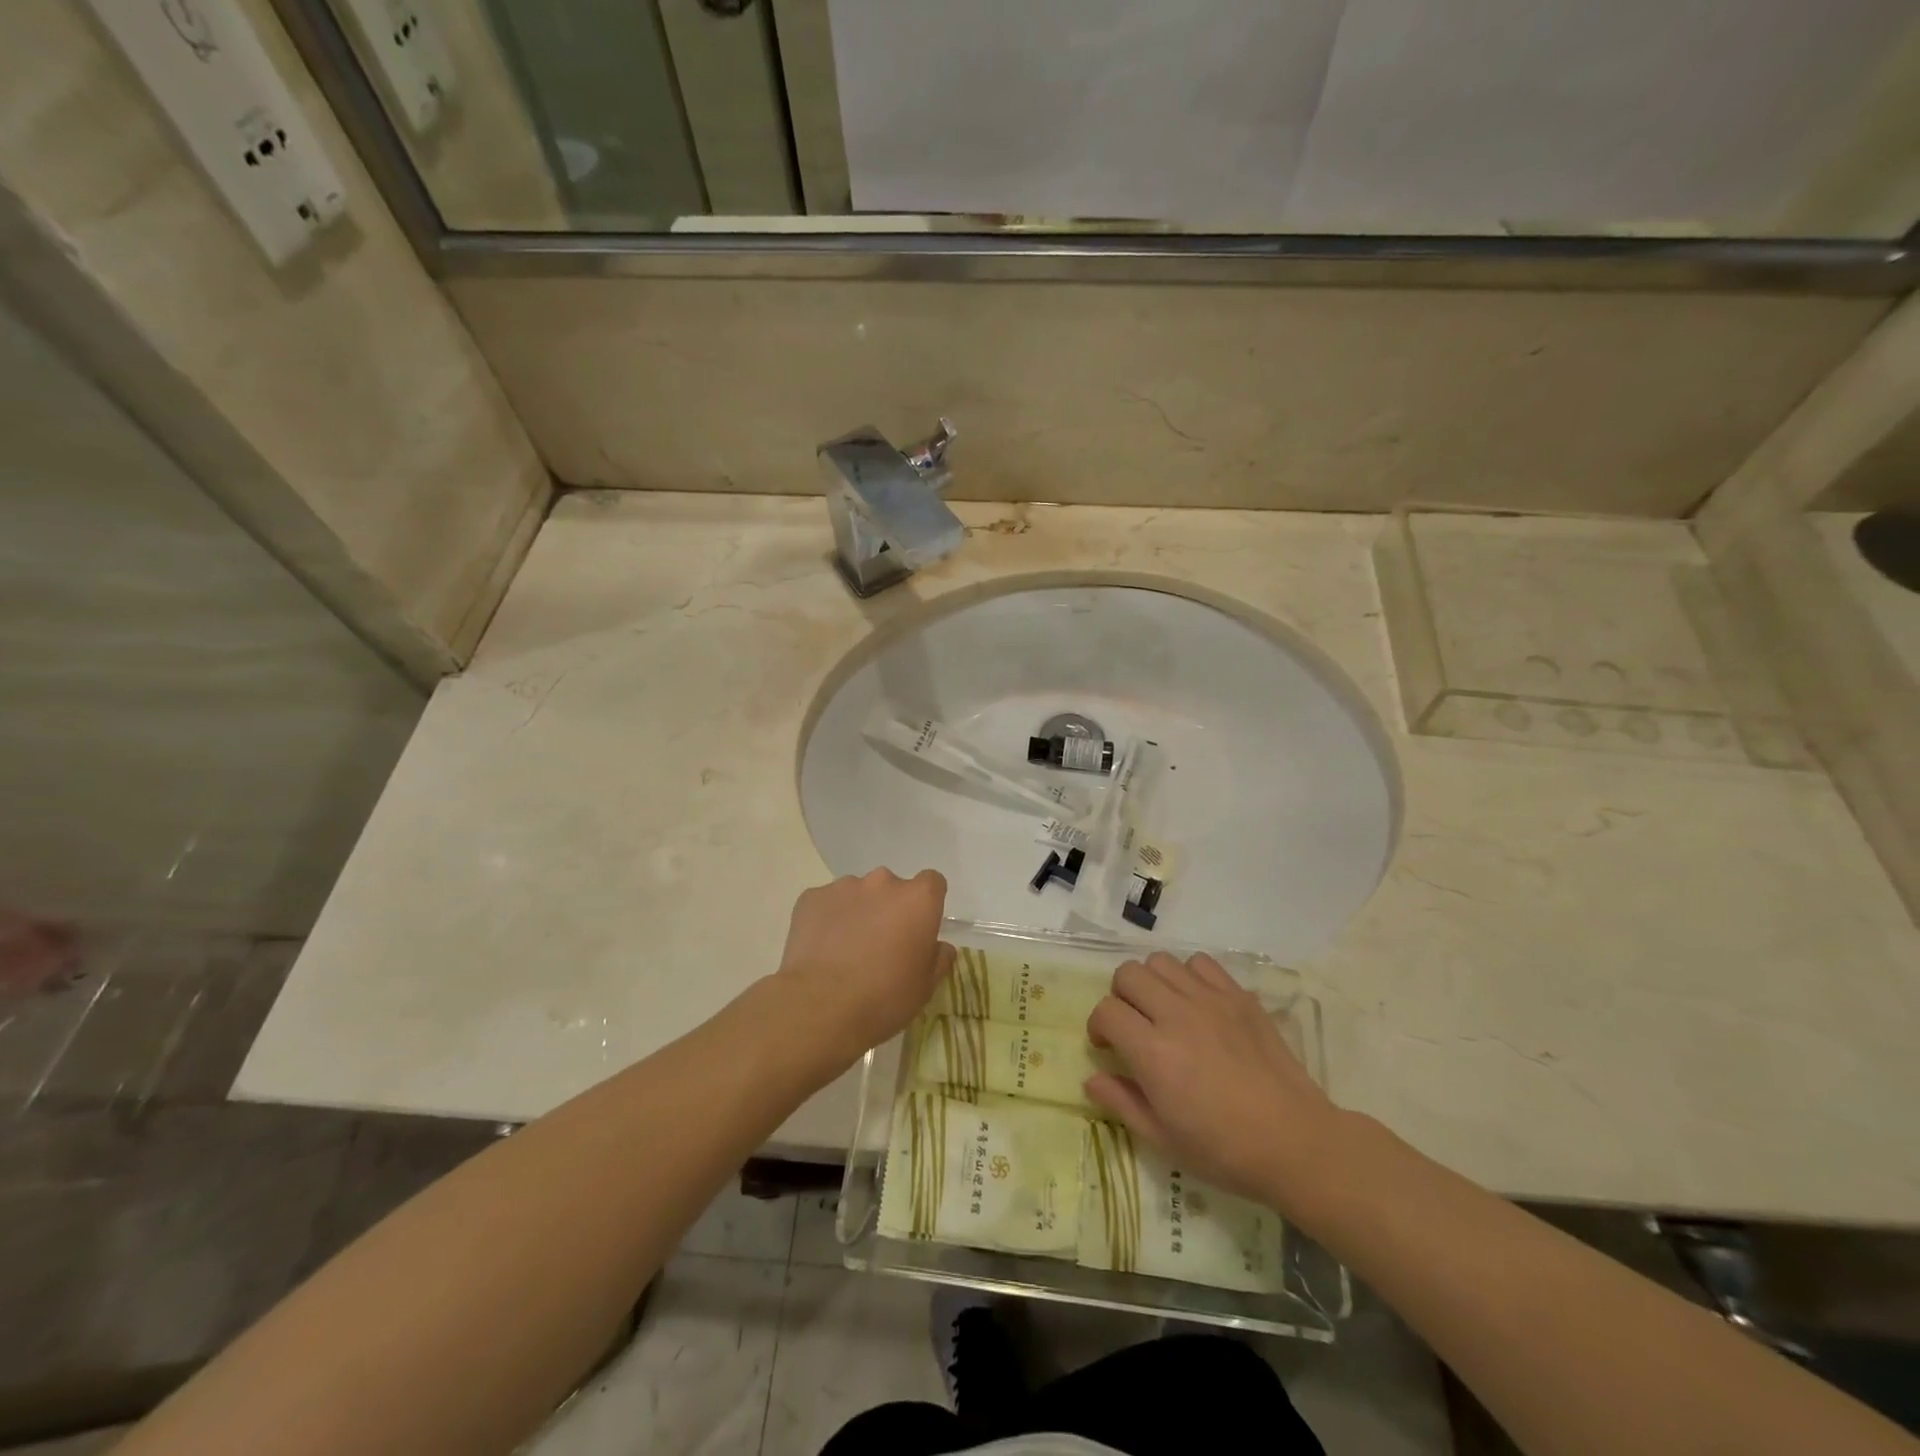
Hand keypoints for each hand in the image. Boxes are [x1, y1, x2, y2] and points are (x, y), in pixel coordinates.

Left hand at [774, 869, 953, 1066]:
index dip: (926, 905)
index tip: (918, 929)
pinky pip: (826, 904)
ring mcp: (844, 886)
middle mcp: (883, 882)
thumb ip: (938, 958)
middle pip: (892, 888)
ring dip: (858, 913)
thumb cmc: (884, 998)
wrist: (820, 1006)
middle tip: (880, 945)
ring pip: (857, 894)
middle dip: (889, 909)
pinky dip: (828, 919)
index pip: (932, 883)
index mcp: (918, 899)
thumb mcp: (925, 987)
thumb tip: (938, 946)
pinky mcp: (811, 897)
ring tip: (846, 950)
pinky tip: (822, 950)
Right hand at [1085, 952, 1339, 1209]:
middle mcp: (1177, 1014)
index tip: (1108, 1047)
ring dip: (1152, 982)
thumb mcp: (1163, 1138)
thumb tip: (1091, 1079)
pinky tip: (1196, 1003)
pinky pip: (1201, 963)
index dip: (1098, 1027)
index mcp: (1154, 1052)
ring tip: (1163, 1010)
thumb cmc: (1224, 1150)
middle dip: (1120, 997)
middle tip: (1133, 1025)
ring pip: (1161, 962)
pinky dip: (1189, 976)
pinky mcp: (1239, 996)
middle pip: (1128, 974)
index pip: (1106, 1011)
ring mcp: (1210, 1000)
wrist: (1295, 1142)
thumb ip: (1121, 1102)